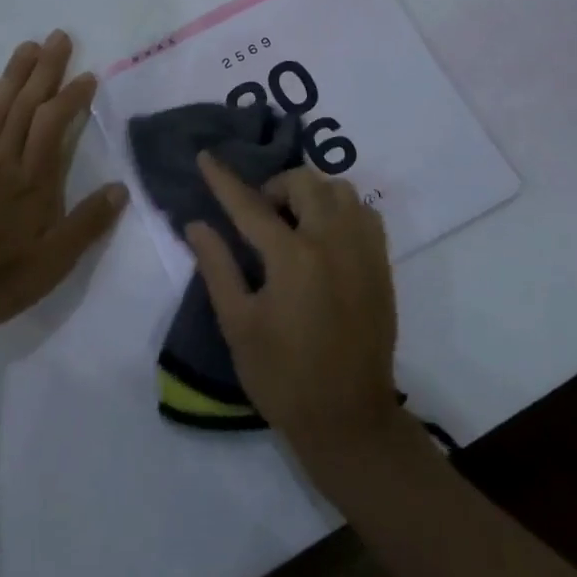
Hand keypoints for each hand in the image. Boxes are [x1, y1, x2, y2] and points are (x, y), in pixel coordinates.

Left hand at [0, 30, 128, 327]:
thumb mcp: (51, 265)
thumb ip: (86, 224)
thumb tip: (121, 189)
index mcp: (33, 180)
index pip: (55, 124)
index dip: (71, 96)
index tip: (87, 75)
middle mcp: (3, 160)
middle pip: (26, 105)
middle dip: (45, 69)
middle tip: (59, 37)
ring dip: (14, 75)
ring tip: (28, 46)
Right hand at [185, 155, 403, 464]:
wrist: (349, 420)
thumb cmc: (283, 376)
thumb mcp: (238, 325)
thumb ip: (217, 267)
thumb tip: (196, 225)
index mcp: (292, 258)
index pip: (250, 205)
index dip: (224, 180)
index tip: (206, 157)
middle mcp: (332, 242)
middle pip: (304, 183)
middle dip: (275, 187)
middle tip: (259, 216)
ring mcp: (362, 251)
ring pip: (340, 191)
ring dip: (311, 194)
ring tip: (294, 222)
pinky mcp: (380, 265)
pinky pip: (364, 213)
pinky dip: (341, 210)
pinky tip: (325, 236)